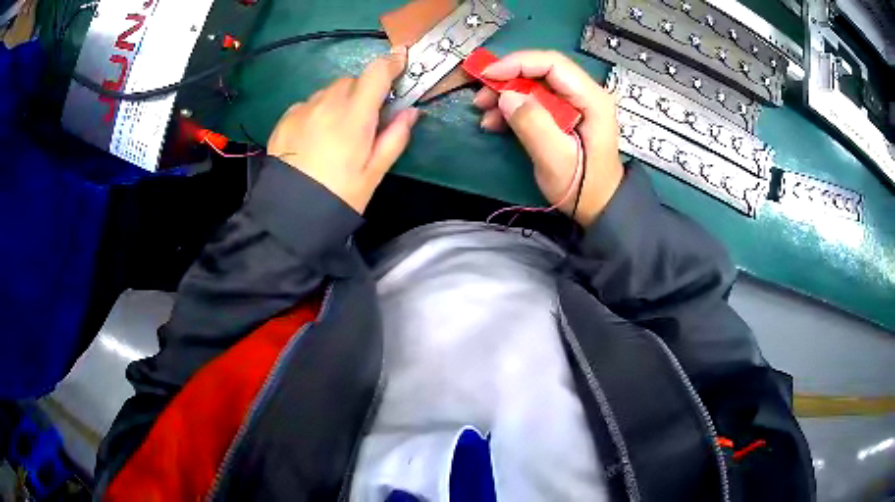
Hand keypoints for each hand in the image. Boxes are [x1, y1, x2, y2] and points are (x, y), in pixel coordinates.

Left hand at [267, 47, 419, 212]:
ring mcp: (302, 110)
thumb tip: (410, 112)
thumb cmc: (339, 196)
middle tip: (364, 118)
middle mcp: (326, 104)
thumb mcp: (373, 173)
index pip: (376, 73)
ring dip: (338, 101)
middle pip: (351, 81)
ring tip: (335, 132)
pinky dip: (317, 111)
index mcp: (354, 116)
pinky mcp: (285, 119)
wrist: (290, 214)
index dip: (391, 63)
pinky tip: (314, 137)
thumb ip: (395, 137)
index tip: (400, 60)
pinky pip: (308, 104)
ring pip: (328, 92)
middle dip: (362, 92)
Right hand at [473, 51, 623, 225]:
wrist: (597, 206)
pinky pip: (533, 100)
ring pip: (534, 84)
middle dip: (507, 80)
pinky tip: (495, 122)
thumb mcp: (556, 159)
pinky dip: (512, 108)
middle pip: (541, 71)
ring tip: (485, 113)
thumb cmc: (582, 187)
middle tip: (482, 97)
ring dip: (506, 94)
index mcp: (591, 99)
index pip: (553, 64)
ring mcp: (573, 104)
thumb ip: (533, 124)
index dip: (518, 63)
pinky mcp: (562, 114)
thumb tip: (507, 97)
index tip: (489, 75)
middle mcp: (584, 94)